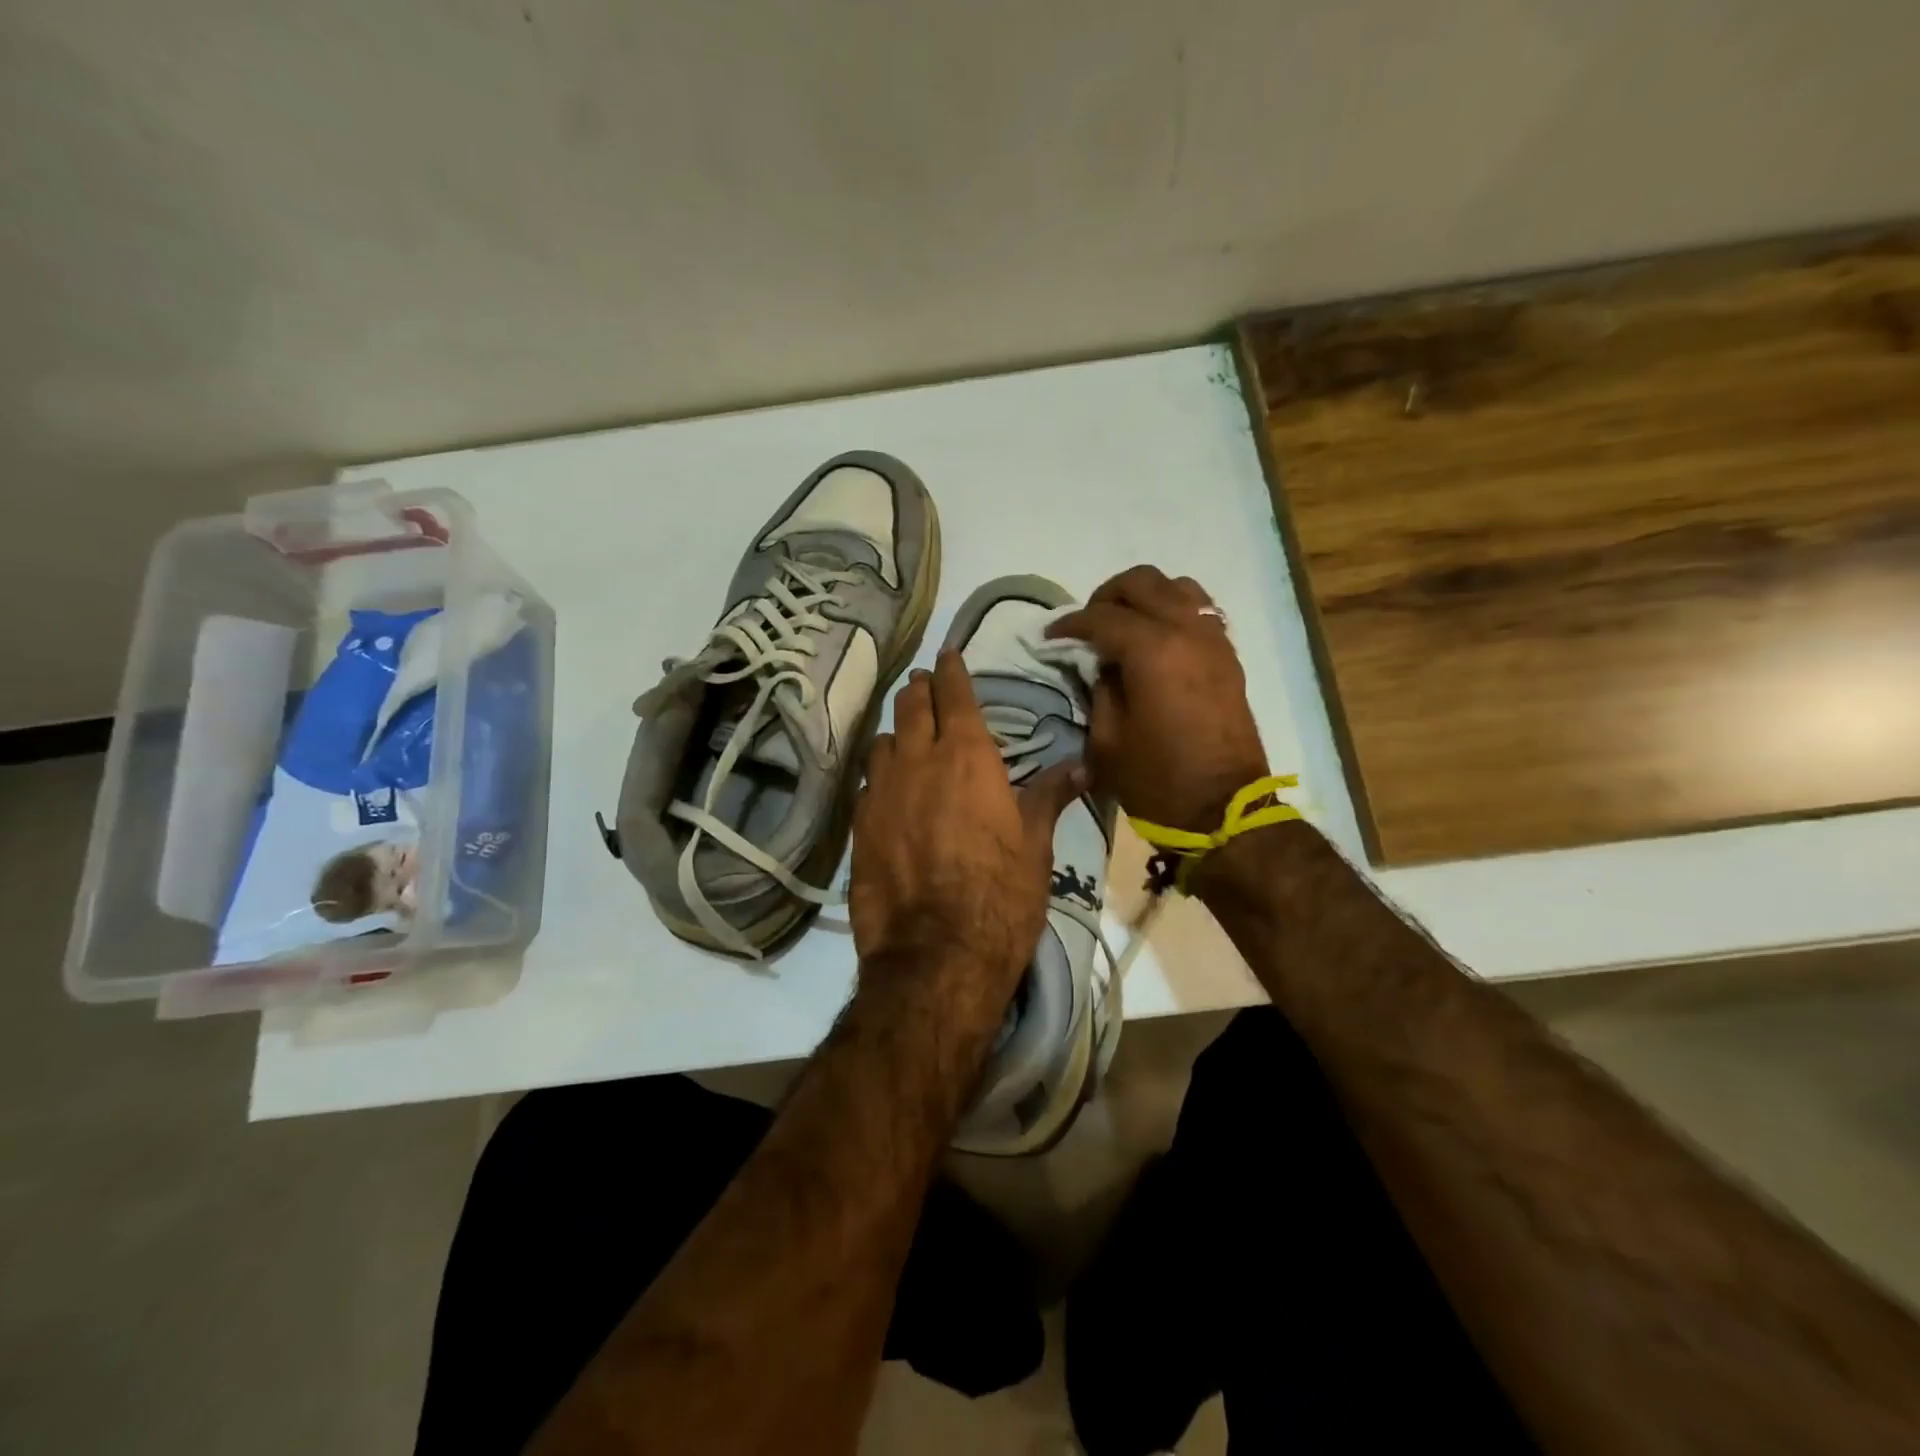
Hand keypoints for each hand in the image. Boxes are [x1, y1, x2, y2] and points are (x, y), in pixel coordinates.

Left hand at [851, 650, 1084, 1013]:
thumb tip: (1081, 765)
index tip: (947, 654)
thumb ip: (1049, 796)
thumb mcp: (1035, 845)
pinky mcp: (859, 826)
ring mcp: (881, 792)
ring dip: (897, 731)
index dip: (951, 670)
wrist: (935, 955)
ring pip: (882, 740)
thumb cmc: (1000, 896)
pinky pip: (867, 782)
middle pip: (910, 706)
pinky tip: (889, 789)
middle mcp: (918, 761)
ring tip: (907, 737)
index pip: (954, 694)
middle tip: (927, 687)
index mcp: (967, 756)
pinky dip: (880, 773)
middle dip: (920, 690)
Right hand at [1048, 565, 1267, 833]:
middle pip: (1141, 582)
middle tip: (1087, 625)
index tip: (1050, 635)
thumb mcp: (1107, 739)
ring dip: (1144, 596)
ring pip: (1176, 586)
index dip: (1070, 624)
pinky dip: (1172, 609)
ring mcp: (1213, 639)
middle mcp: (1186, 631)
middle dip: (1106, 597)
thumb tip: (1100, 662)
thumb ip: (1099, 688)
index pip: (1101, 617)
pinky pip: (1199, 609)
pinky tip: (1156, 637)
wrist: (1224, 810)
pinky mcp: (1228, 655)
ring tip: (1124, 624)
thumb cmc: (1156, 779)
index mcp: (1152, 651)